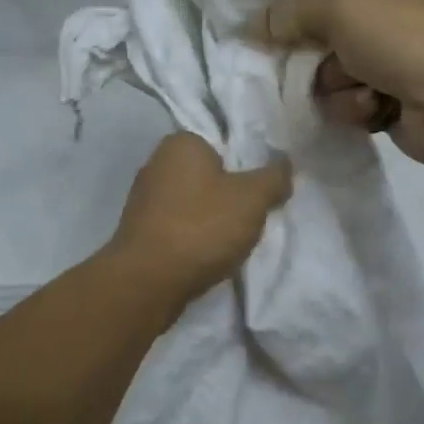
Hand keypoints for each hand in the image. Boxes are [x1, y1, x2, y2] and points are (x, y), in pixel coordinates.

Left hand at [107, 133, 292, 308]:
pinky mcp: (138, 228)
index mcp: (181, 142)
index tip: (259, 192)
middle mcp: (156, 161)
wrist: (148, 281)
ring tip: (230, 241)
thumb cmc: (201, 227)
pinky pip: (177, 224)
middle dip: (228, 193)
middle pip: (208, 173)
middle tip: (250, 217)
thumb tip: (285, 164)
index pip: (223, 143)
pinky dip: (192, 235)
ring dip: (210, 217)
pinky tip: (205, 254)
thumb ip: (273, 177)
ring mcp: (143, 196)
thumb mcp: (252, 199)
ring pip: (192, 200)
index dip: (246, 166)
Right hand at [264, 0, 423, 167]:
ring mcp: (404, 57)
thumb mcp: (337, 7)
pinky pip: (356, 102)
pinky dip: (360, 107)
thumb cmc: (402, 35)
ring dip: (341, 85)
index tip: (290, 19)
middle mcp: (404, 10)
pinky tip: (376, 109)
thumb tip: (257, 20)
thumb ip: (291, 10)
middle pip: (333, 31)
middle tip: (321, 60)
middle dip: (324, 54)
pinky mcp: (402, 100)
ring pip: (339, 72)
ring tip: (363, 89)